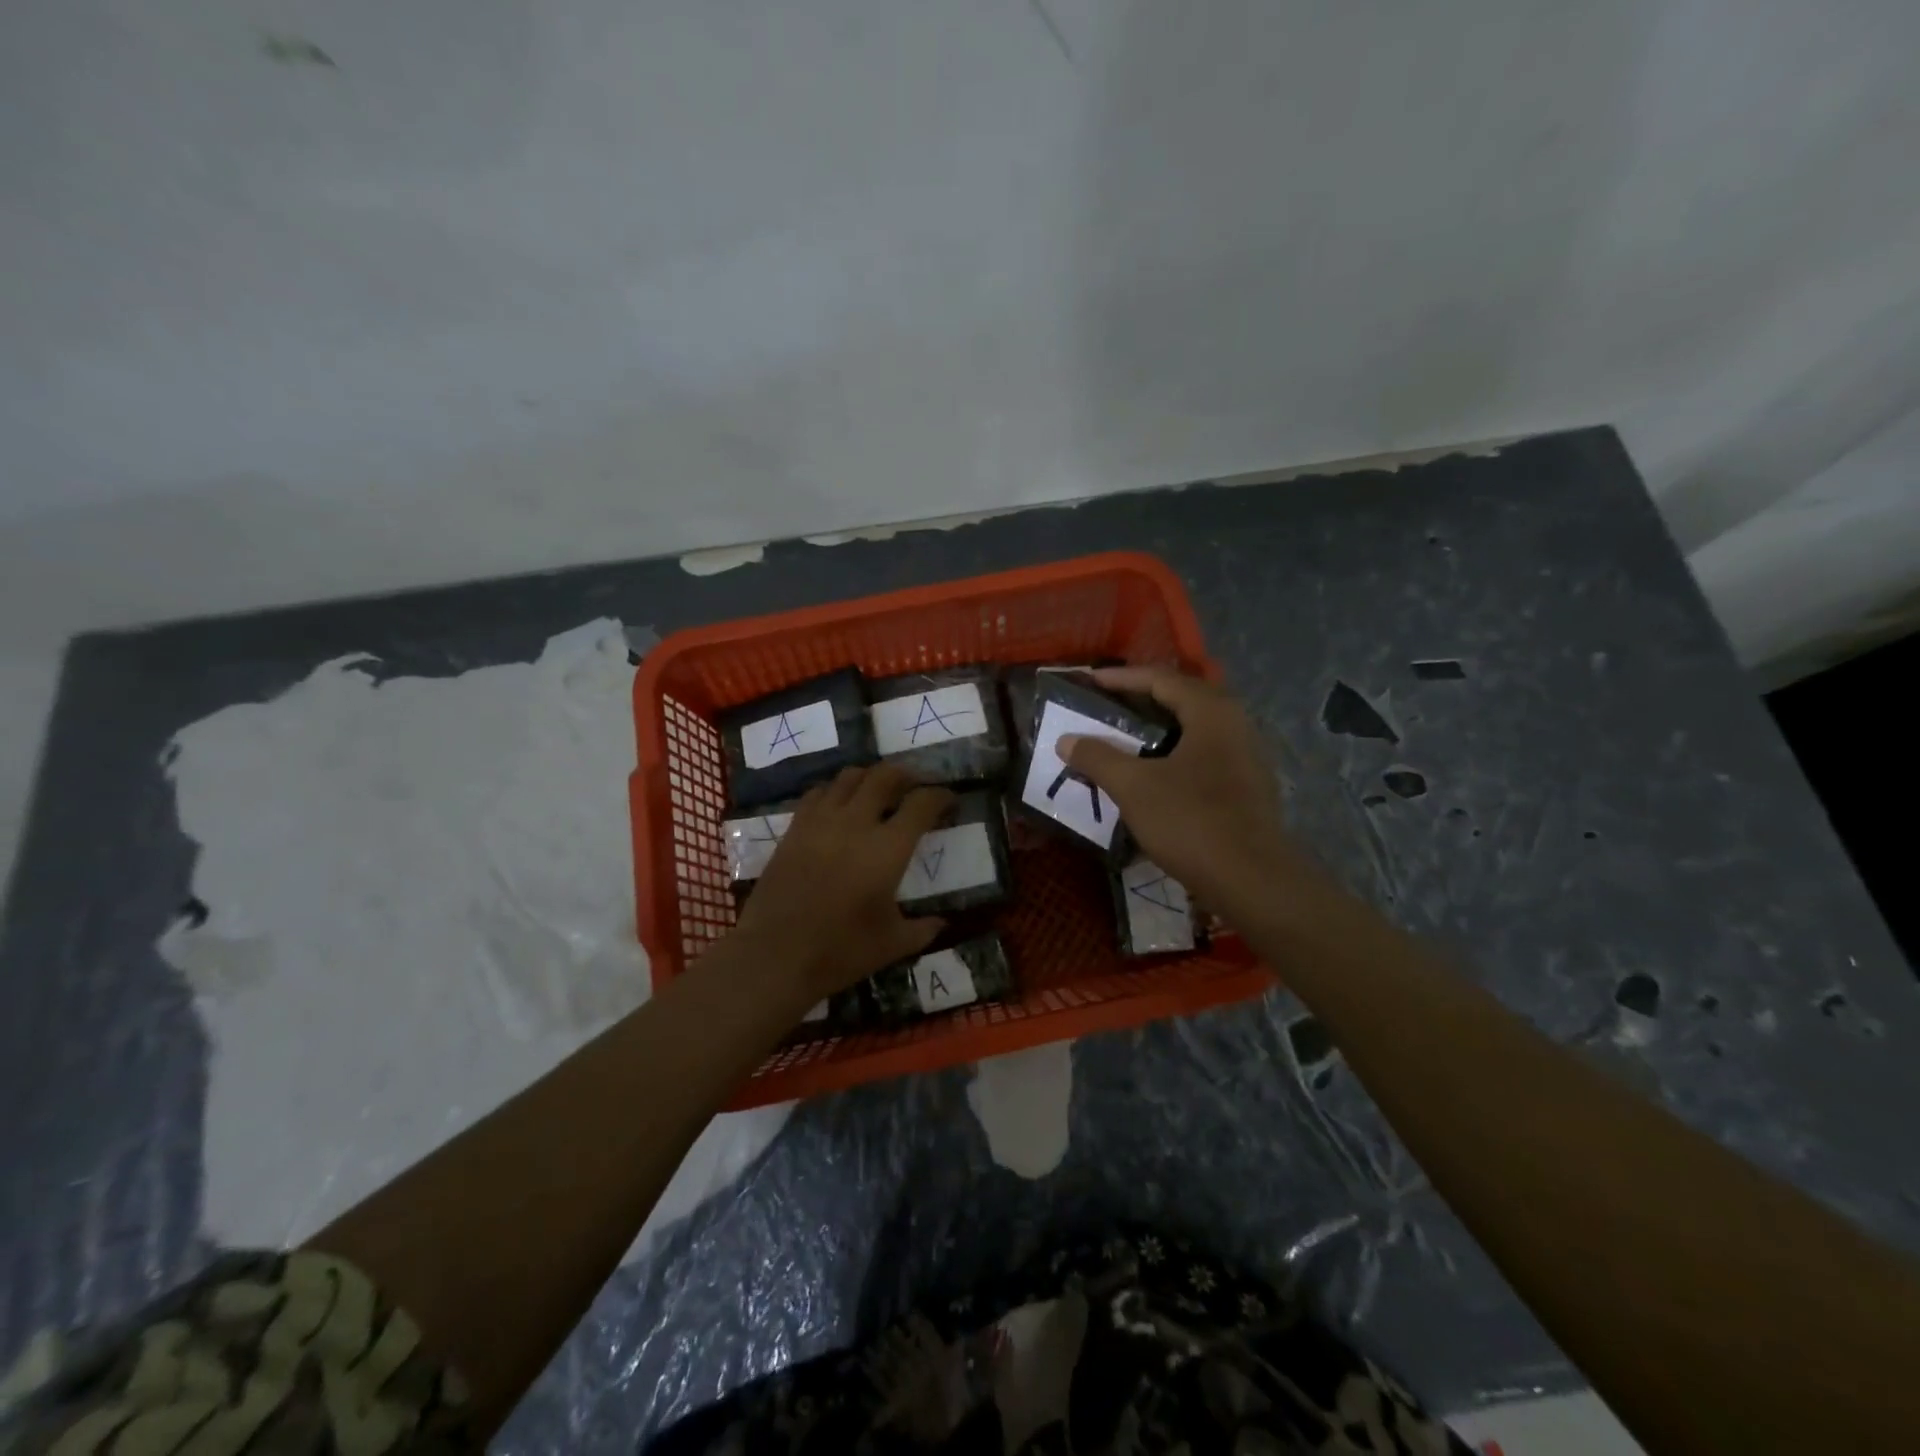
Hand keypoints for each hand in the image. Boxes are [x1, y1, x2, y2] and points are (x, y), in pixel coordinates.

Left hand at [731, 764, 953, 1005]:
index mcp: (888, 848)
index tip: (949, 801)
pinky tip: (839, 806)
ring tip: (878, 790)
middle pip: (885, 776)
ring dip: (870, 777)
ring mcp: (821, 822)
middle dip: (907, 774)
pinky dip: (835, 791)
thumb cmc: (840, 951)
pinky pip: (818, 793)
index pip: (922, 803)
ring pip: (849, 777)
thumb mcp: (893, 944)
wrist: (774, 956)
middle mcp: (856, 823)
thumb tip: (941, 922)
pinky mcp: (794, 829)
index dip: (941, 796)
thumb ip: (923, 929)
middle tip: (916, 785)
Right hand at [1059, 667, 1296, 918]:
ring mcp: (1246, 757)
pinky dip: (1172, 757)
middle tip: (1104, 708)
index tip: (1088, 682)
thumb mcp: (1134, 787)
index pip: (1161, 679)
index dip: (1121, 679)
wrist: (1252, 880)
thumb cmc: (1191, 820)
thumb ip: (1097, 757)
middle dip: (1140, 701)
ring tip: (1122, 740)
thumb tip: (1066, 739)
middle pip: (1181, 700)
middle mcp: (1235, 724)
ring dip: (1156, 732)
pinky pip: (1202, 757)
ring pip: (1193, 731)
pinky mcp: (1247, 787)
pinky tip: (1151, 777)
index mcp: (1211, 712)